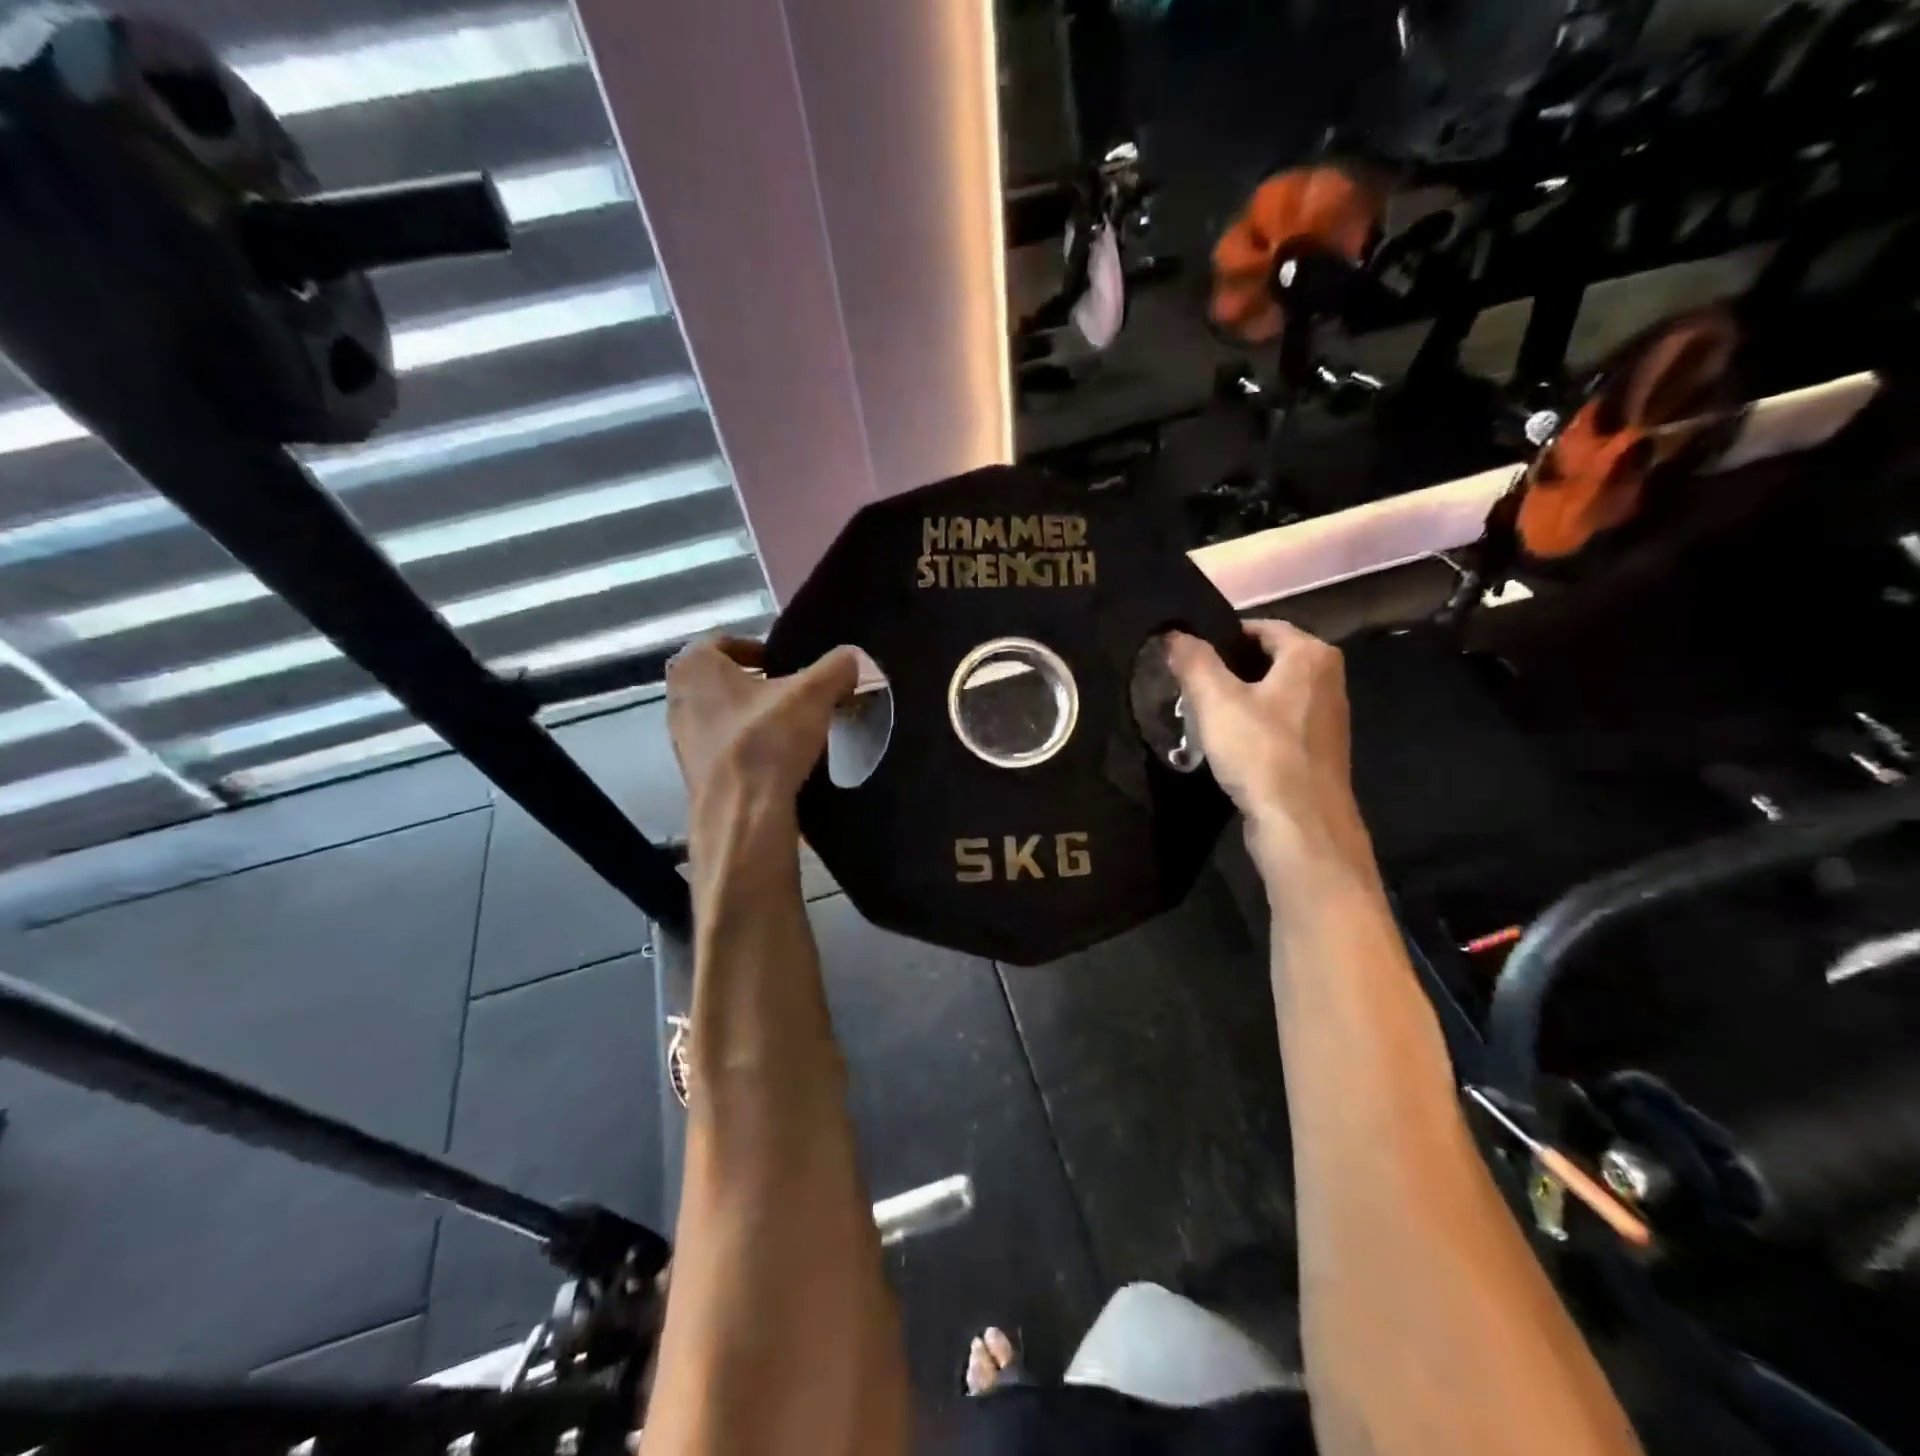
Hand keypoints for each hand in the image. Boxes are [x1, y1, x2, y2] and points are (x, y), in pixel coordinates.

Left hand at [665, 637, 859, 822]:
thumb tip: (856, 657)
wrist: (741, 815)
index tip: (787, 663)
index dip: (759, 648)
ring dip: (752, 715)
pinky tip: (776, 758)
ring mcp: (681, 738)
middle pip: (722, 678)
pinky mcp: (693, 773)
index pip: (725, 641)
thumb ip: (837, 668)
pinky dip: (747, 745)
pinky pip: (724, 746)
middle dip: (756, 682)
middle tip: (793, 691)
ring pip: (722, 713)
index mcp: (695, 665)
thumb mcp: (814, 695)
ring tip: (789, 726)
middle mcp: (678, 697)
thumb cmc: (767, 740)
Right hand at [1166, 619, 1373, 884]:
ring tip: (1201, 715)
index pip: (1259, 627)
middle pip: (1266, 659)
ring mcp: (1326, 717)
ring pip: (1272, 693)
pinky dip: (1253, 725)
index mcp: (1311, 655)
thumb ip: (1193, 661)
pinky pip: (1279, 722)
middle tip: (1188, 686)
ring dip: (1238, 699)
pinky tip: (1227, 744)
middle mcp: (1328, 679)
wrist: (1302, 825)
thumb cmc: (1261, 752)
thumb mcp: (1216, 701)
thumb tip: (1174, 633)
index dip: (1220, 637)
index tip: (1187, 657)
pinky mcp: (1319, 750)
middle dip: (1227, 670)